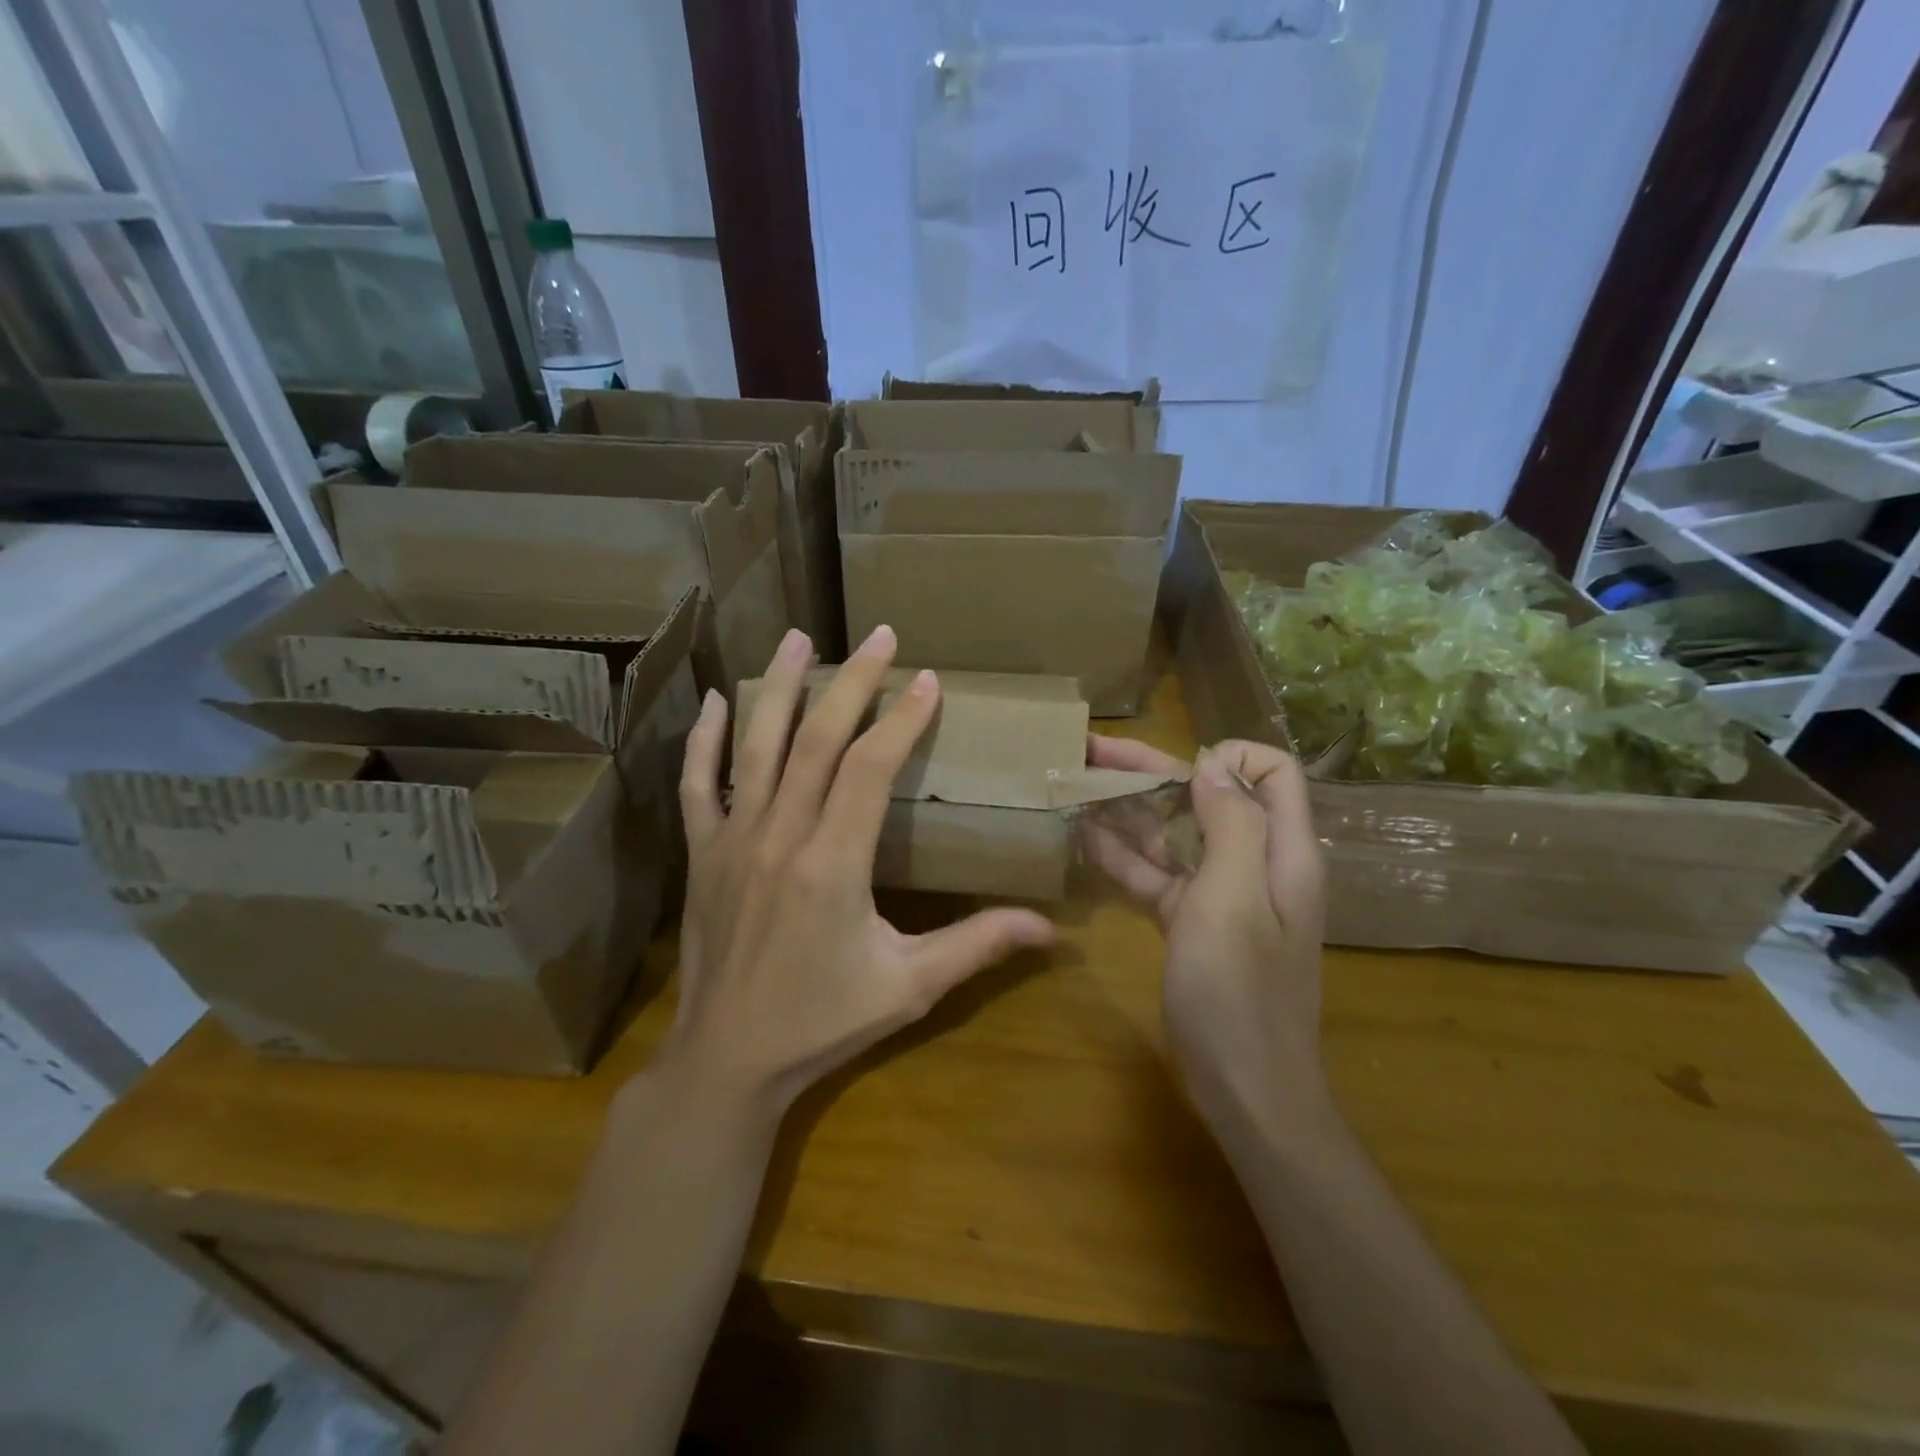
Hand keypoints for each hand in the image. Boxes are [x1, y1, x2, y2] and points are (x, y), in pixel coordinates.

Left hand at [663, 626, 1055, 1118]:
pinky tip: (716, 702)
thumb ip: (977, 946)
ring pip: (756, 746)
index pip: (869, 768)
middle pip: (816, 739)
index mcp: (833, 864)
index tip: (927, 681)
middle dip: (852, 682)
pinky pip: (698, 784)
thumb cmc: (823, 1023)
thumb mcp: (910, 987)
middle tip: (879, 635)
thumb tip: (1050, 929)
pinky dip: (705, 740)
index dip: (900, 719)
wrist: (728, 1060)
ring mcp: (733, 840)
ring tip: (796, 637)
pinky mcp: (703, 854)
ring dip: (778, 686)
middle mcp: (780, 836)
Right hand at [1084, 736, 1328, 1139]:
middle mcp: (1254, 862)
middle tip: (1089, 752)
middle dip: (1152, 772)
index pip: (1271, 772)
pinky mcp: (1191, 921)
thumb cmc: (1240, 993)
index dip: (1227, 756)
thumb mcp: (1233, 901)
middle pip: (1207, 797)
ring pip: (1174, 834)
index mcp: (1281, 850)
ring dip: (1129, 810)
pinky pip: (1157, 874)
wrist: (1245, 1089)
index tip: (1175, 770)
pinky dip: (1124, 855)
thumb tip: (1212, 764)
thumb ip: (1231, 824)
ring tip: (1074, 787)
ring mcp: (1220, 894)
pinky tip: (1084, 837)